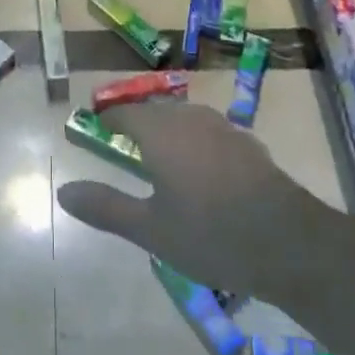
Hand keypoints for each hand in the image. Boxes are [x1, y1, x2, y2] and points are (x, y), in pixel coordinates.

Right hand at [56, 101, 345, 301]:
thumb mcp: (150, 230)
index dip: (106, 118)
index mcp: (161, 133)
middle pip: (155, 111)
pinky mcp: (248, 145)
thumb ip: (105, 207)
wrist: (290, 243)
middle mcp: (191, 120)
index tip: (94, 128)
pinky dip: (194, 141)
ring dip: (166, 128)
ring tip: (157, 154)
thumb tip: (63, 191)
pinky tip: (200, 168)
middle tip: (121, 143)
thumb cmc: (211, 235)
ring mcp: (224, 130)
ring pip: (185, 118)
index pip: (125, 112)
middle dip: (136, 121)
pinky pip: (209, 132)